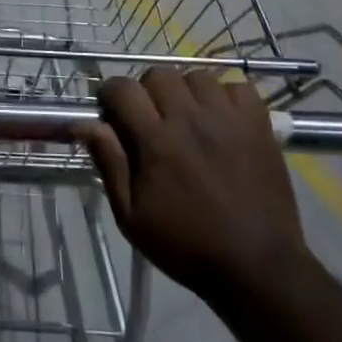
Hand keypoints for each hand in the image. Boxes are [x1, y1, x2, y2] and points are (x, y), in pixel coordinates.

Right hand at [78, 67, 309, 300]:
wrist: (257, 267)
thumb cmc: (186, 245)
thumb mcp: (132, 216)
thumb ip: (109, 163)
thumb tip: (83, 124)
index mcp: (155, 141)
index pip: (122, 88)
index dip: (111, 96)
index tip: (113, 113)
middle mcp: (189, 119)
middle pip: (158, 74)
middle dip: (148, 92)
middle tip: (153, 120)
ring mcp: (227, 118)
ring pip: (197, 76)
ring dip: (187, 92)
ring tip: (190, 119)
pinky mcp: (258, 124)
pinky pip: (237, 87)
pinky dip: (227, 97)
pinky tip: (223, 120)